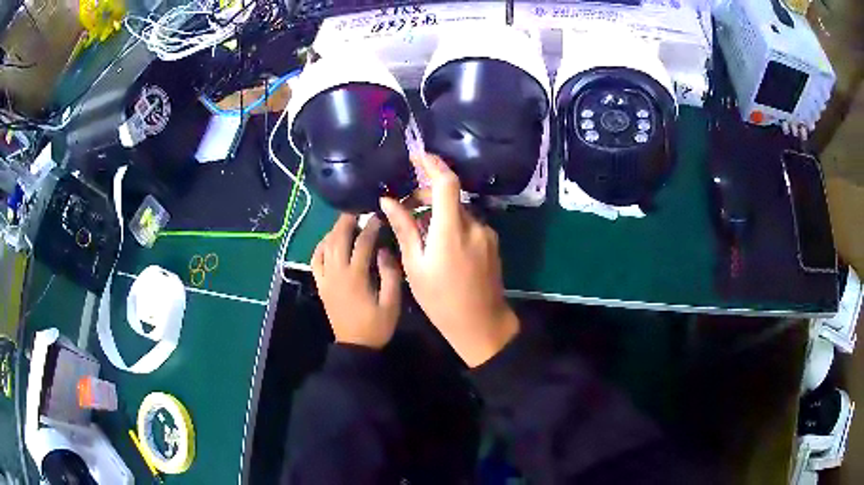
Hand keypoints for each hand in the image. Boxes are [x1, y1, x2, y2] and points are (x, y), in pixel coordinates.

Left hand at [312, 214, 401, 348]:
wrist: (355, 346)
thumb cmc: (376, 326)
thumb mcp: (392, 303)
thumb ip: (390, 274)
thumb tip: (385, 250)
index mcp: (355, 276)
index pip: (362, 243)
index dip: (371, 227)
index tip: (379, 216)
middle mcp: (336, 273)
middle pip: (338, 239)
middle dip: (347, 220)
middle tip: (357, 208)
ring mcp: (326, 279)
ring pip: (325, 247)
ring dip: (334, 230)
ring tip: (345, 220)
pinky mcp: (321, 285)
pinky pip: (315, 261)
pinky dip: (320, 247)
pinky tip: (328, 241)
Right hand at [380, 153, 518, 366]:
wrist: (481, 324)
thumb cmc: (441, 300)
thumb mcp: (415, 266)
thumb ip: (404, 229)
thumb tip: (388, 201)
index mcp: (452, 230)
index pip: (447, 183)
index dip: (432, 164)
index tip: (416, 155)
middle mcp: (474, 225)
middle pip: (451, 195)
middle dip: (427, 194)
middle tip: (403, 206)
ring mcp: (486, 234)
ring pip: (459, 210)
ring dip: (438, 211)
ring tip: (417, 228)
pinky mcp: (491, 242)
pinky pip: (468, 223)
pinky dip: (451, 223)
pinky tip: (437, 241)